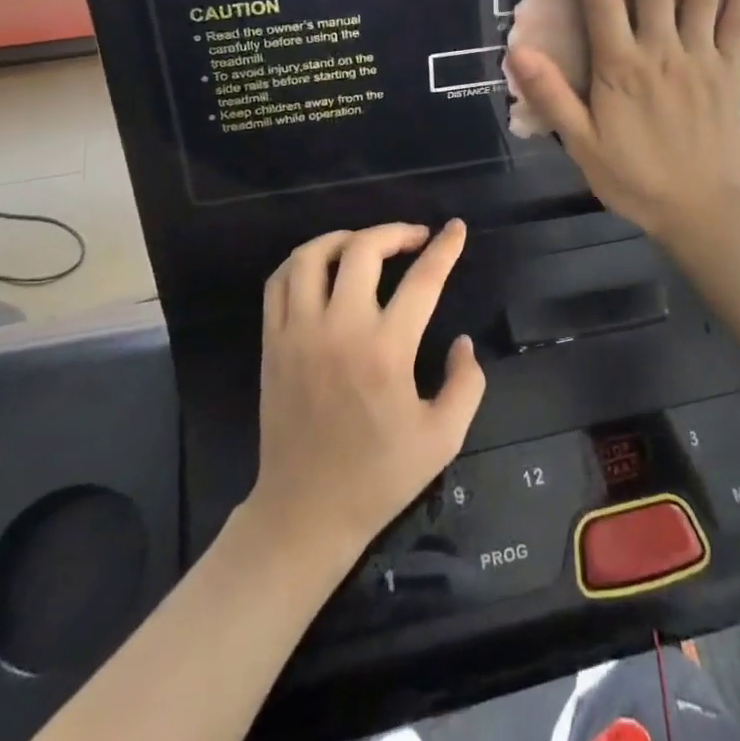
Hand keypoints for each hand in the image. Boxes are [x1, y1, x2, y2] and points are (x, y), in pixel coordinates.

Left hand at [249, 221, 485, 569]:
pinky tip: (323, 268)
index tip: (456, 228)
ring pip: (312, 256)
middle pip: (363, 250)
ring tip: (365, 244)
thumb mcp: (443, 438)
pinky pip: (279, 283)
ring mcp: (299, 333)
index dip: (444, 248)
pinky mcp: (272, 343)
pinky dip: (302, 262)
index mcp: (386, 352)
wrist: (305, 512)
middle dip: (395, 232)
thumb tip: (462, 341)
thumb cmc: (378, 477)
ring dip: (344, 238)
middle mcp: (340, 330)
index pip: (422, 280)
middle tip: (414, 238)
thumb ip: (466, 383)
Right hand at [506, 0, 739, 241]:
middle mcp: (662, 51)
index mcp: (621, 67)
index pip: (603, 1)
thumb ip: (552, 95)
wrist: (699, 209)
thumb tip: (518, 50)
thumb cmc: (633, 177)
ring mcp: (702, 57)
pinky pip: (739, 21)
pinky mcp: (730, 70)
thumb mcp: (581, 144)